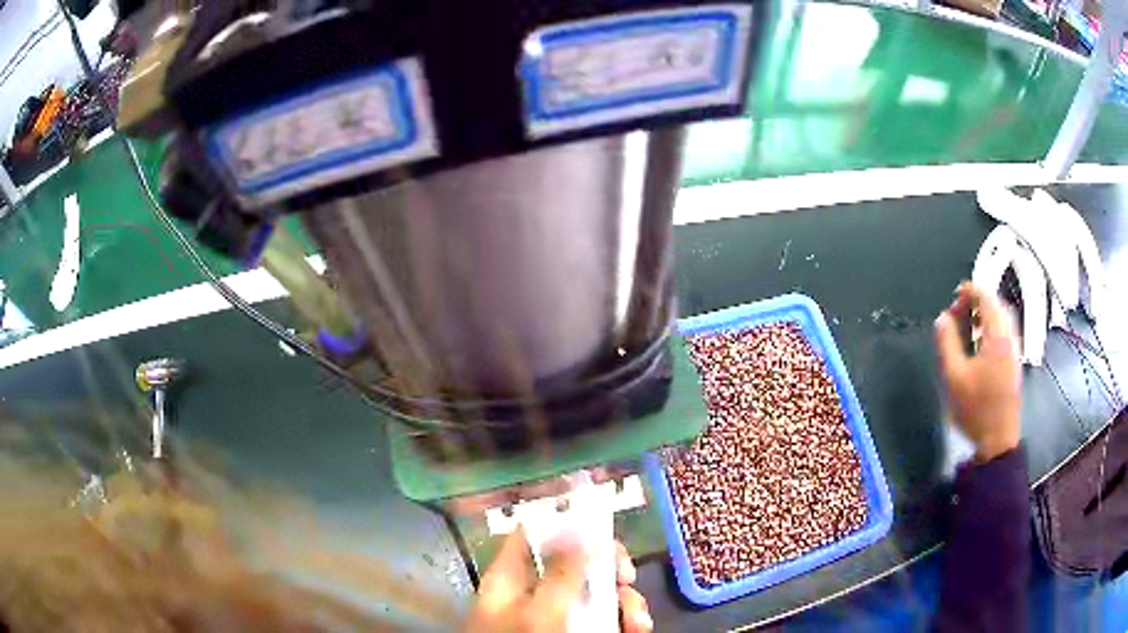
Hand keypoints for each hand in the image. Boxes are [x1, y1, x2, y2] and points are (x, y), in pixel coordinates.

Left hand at [466, 530, 652, 632]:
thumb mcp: (539, 611)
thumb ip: (559, 574)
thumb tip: (579, 532)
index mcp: (511, 578)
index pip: (532, 534)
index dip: (564, 522)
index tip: (600, 528)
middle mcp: (535, 592)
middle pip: (575, 561)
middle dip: (608, 566)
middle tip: (626, 575)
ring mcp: (558, 615)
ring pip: (597, 592)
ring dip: (625, 601)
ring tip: (637, 621)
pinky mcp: (576, 632)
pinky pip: (605, 618)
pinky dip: (625, 621)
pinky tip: (636, 629)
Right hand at [934, 281, 1022, 462]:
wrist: (997, 440)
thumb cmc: (975, 408)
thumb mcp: (954, 377)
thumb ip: (947, 343)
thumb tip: (942, 319)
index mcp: (997, 337)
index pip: (987, 299)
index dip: (971, 291)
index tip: (955, 294)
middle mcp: (1009, 339)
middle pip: (997, 307)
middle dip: (978, 302)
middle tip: (960, 310)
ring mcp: (1014, 352)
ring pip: (1002, 321)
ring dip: (985, 315)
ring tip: (967, 325)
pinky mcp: (1013, 364)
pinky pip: (1004, 334)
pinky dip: (991, 328)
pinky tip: (979, 344)